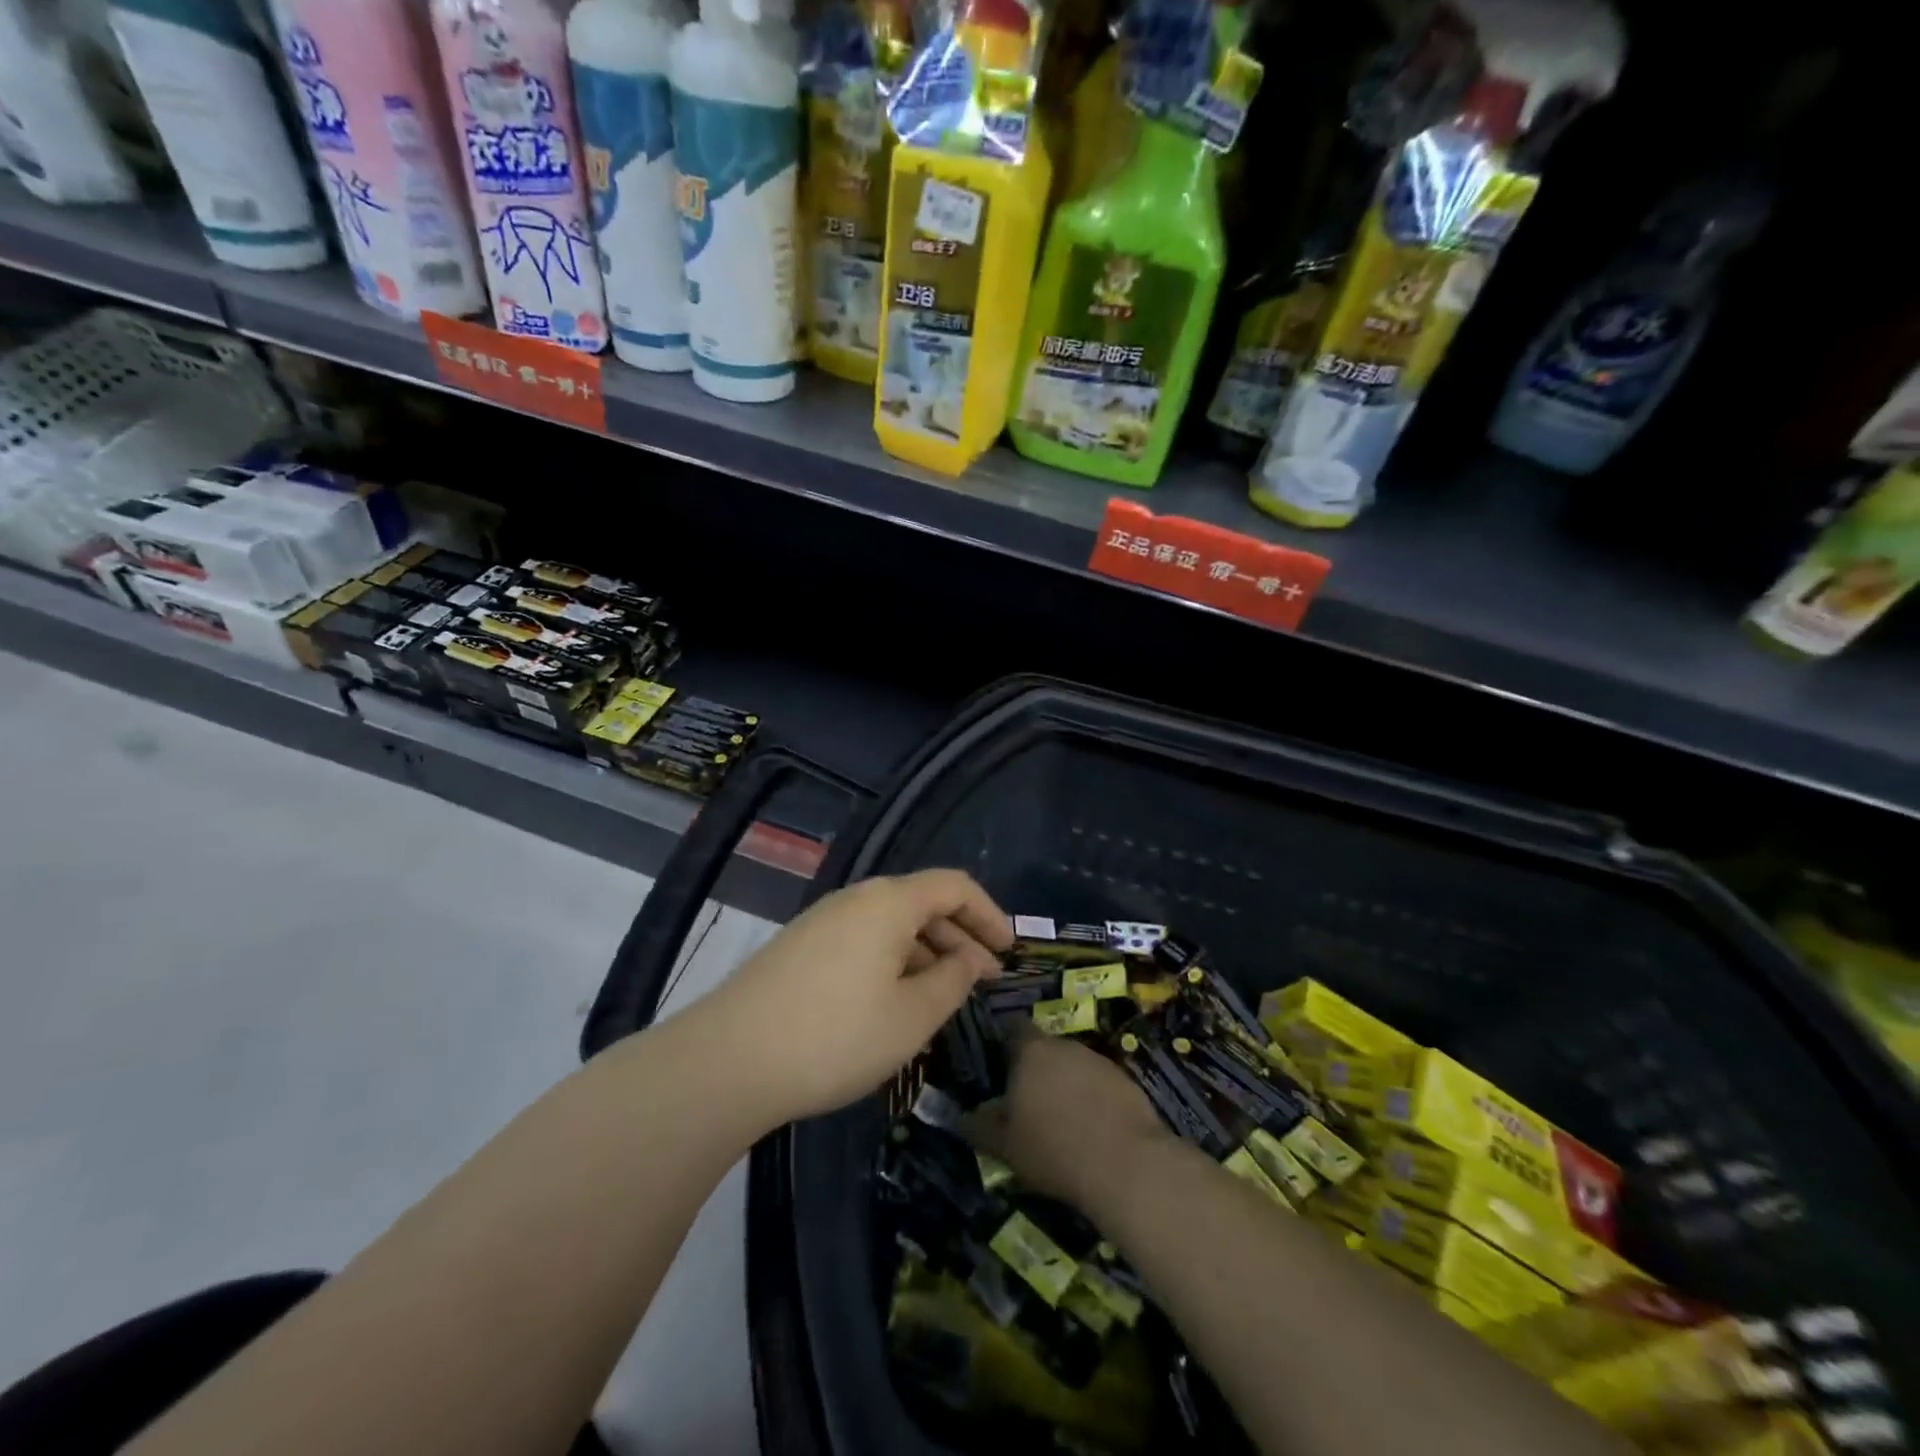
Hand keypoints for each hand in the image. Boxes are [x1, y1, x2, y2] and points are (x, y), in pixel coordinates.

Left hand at [702, 870, 1012, 1124]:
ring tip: (943, 999)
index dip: (990, 914)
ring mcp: (822, 921)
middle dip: (960, 937)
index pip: (954, 885)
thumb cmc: (836, 1036)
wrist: (728, 1060)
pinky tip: (893, 1003)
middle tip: (983, 982)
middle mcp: (855, 899)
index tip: (1010, 952)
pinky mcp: (799, 948)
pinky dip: (892, 963)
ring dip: (926, 953)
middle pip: (922, 902)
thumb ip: (952, 981)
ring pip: (891, 925)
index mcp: (888, 901)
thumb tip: (968, 959)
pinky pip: (863, 941)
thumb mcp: (911, 1016)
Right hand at [966, 1031, 1172, 1213]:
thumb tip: (964, 1115)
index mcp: (1030, 1051)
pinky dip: (1091, 1099)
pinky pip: (1098, 1084)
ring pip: (1072, 1065)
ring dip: (1064, 1084)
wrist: (1126, 1164)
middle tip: (1025, 1101)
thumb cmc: (1053, 1149)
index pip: (1012, 1028)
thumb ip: (980, 1125)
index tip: (997, 1065)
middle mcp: (1064, 1045)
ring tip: (1058, 1119)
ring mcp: (1098, 1060)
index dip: (1003, 1043)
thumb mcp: (1003, 1145)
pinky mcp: (1126, 1081)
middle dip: (1034, 1069)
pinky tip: (1090, 1130)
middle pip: (1043, 1048)